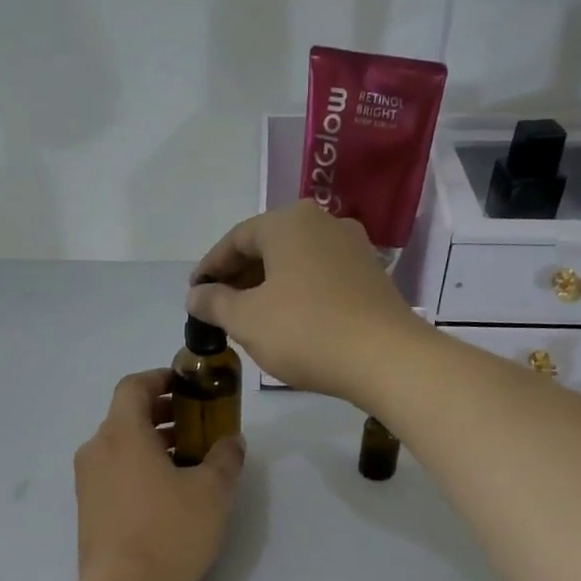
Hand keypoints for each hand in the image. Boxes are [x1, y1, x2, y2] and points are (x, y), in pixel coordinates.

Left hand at [74, 370, 244, 580]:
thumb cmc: (170, 531)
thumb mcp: (212, 491)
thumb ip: (225, 458)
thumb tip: (231, 441)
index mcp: (122, 433)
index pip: (133, 386)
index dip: (160, 378)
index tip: (187, 385)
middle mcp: (96, 450)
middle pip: (126, 416)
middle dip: (162, 414)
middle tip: (197, 424)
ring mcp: (87, 482)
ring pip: (119, 446)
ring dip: (152, 443)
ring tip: (188, 461)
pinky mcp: (87, 510)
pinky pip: (113, 473)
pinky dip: (138, 468)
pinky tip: (166, 493)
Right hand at [186, 200, 421, 402]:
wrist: (385, 358)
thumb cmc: (305, 331)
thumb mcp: (246, 320)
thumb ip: (214, 303)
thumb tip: (195, 295)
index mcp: (289, 222)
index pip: (236, 239)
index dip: (210, 267)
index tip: (194, 294)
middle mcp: (323, 224)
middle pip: (268, 247)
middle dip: (239, 277)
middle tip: (218, 308)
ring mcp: (353, 249)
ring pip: (296, 263)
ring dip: (267, 286)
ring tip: (249, 318)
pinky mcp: (371, 277)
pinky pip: (320, 278)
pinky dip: (296, 293)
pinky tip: (287, 322)